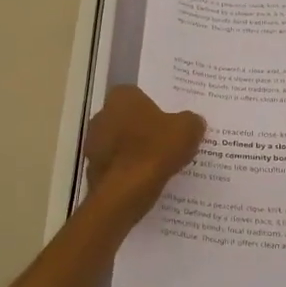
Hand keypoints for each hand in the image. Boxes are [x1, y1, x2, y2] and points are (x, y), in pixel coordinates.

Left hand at [84, 86, 205, 213]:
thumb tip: (193, 121)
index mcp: (122, 97)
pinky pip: (116, 166)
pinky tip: (145, 181)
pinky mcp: (92, 169)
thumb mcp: (188, 130)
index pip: (138, 95)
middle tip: (167, 142)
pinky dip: (128, 171)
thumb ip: (191, 121)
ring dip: (134, 151)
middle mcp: (102, 115)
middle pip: (127, 119)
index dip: (155, 108)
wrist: (125, 191)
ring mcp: (93, 143)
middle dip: (143, 129)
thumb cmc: (155, 150)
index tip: (169, 121)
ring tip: (159, 164)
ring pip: (119, 143)